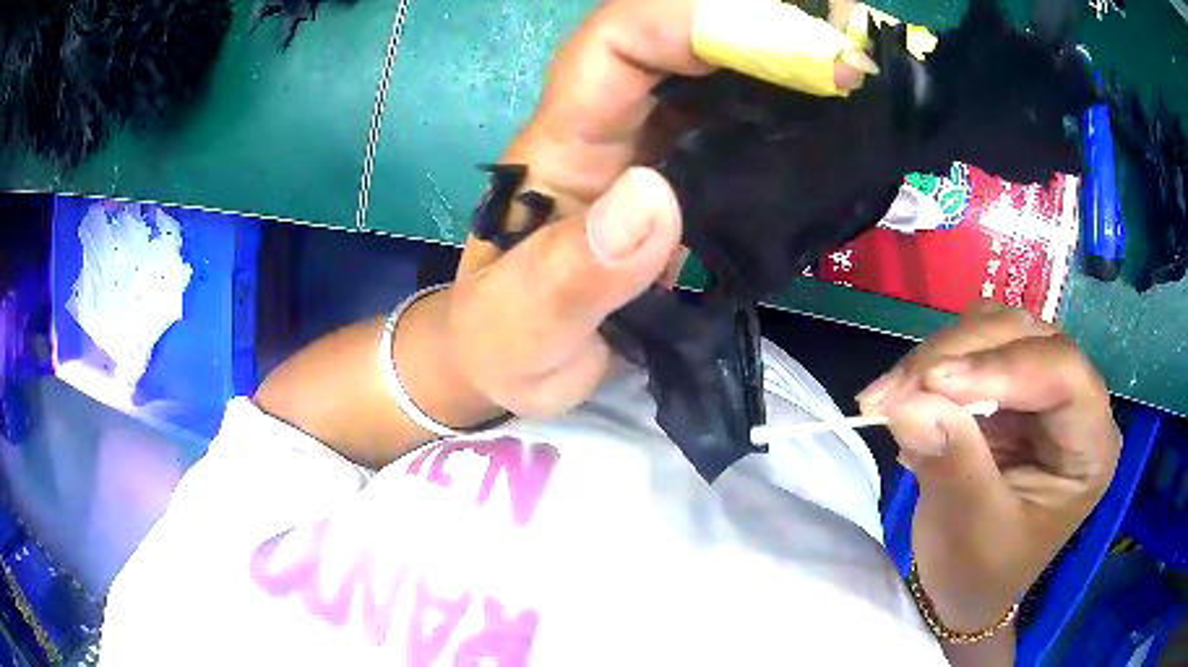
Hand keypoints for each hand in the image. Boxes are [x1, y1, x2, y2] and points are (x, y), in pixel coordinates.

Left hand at [446, 0, 862, 417]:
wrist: (510, 362)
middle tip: (849, 60)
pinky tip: (830, 132)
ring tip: (854, 86)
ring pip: (719, 81)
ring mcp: (652, 155)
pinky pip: (738, 134)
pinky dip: (785, 121)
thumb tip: (654, 197)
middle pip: (683, 45)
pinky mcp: (683, 188)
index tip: (789, 47)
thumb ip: (570, 275)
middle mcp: (612, 129)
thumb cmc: (503, 341)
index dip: (694, 22)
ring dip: (785, 70)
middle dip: (763, 34)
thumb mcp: (522, 325)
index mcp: (563, 142)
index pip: (620, 43)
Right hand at [858, 302, 1121, 631]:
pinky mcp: (1011, 388)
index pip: (1064, 372)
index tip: (933, 384)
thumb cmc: (980, 573)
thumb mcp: (970, 531)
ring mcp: (1043, 388)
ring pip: (995, 330)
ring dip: (938, 356)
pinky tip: (906, 401)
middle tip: (892, 394)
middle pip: (1026, 338)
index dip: (1004, 366)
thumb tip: (910, 403)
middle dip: (957, 357)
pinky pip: (972, 347)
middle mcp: (1076, 402)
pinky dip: (932, 366)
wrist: (966, 586)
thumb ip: (953, 463)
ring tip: (889, 398)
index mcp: (1091, 445)